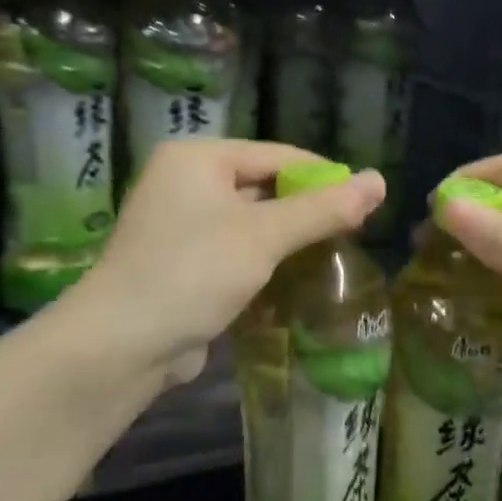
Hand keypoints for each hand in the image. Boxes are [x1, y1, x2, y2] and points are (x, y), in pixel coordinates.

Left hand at [69, 139, 384, 388]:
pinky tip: (295, 278)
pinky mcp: (181, 262)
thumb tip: (380, 180)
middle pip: (264, 186)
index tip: (367, 203)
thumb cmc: (193, 272)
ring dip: (287, 239)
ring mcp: (180, 224)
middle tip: (354, 234)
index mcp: (198, 158)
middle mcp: (185, 182)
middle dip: (306, 210)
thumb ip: (323, 208)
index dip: (325, 176)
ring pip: (251, 222)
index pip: (278, 155)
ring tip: (333, 255)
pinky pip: (234, 250)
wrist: (120, 345)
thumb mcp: (264, 236)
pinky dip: (263, 261)